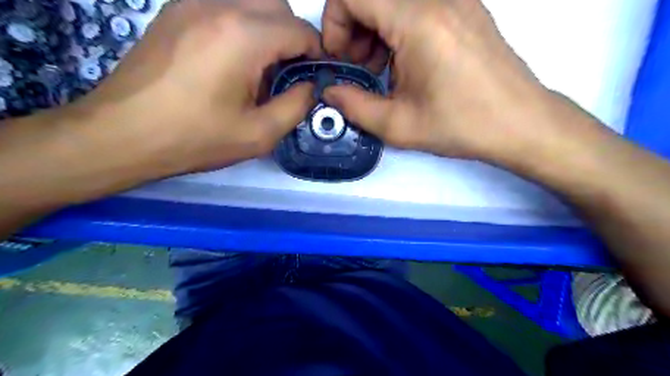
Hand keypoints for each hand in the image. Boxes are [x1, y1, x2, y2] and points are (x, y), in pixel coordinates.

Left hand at [75, 0, 321, 174]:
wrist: (124, 133)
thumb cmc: (196, 138)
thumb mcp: (259, 134)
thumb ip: (297, 106)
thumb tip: (311, 86)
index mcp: (243, 36)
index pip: (300, 29)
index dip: (315, 54)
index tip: (313, 78)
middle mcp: (219, 5)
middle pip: (278, 6)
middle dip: (293, 38)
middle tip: (287, 74)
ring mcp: (192, 2)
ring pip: (252, 1)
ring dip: (269, 29)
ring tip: (261, 67)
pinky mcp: (175, 10)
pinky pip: (225, 6)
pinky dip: (242, 26)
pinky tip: (233, 58)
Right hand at [321, 0, 560, 164]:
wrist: (520, 123)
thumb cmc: (461, 125)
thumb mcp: (398, 125)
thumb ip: (354, 106)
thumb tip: (330, 92)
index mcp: (419, 21)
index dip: (334, 24)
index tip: (340, 58)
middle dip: (353, 27)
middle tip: (359, 66)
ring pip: (395, 0)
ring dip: (375, 28)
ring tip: (381, 68)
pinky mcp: (466, 8)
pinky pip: (417, 5)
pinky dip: (398, 27)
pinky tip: (405, 62)